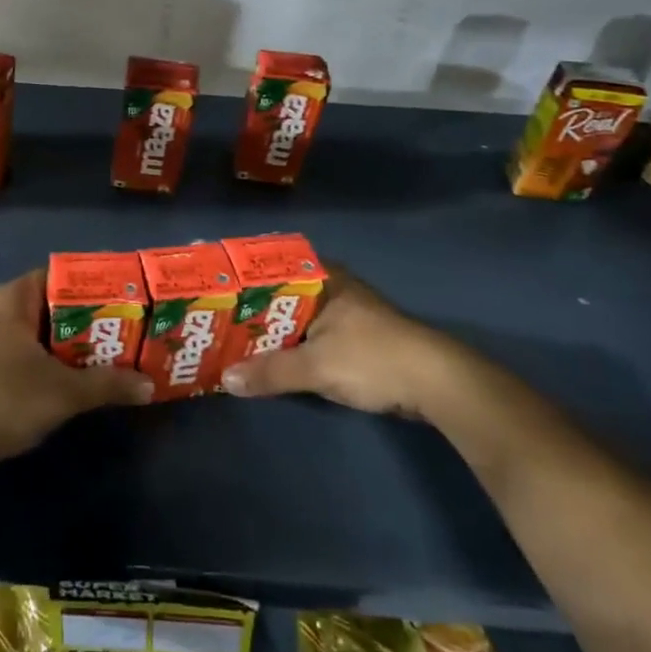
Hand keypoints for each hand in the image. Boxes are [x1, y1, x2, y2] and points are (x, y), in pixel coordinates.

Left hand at [0, 269, 152, 467]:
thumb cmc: (4, 398)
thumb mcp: (63, 392)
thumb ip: (107, 384)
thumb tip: (149, 385)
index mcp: (10, 298)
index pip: (56, 274)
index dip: (90, 283)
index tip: (121, 294)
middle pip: (47, 303)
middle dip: (83, 316)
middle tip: (121, 326)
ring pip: (34, 329)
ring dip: (65, 340)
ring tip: (104, 350)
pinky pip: (21, 348)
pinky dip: (45, 356)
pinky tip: (70, 374)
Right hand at [220, 265, 466, 417]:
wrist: (438, 385)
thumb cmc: (373, 358)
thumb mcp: (316, 366)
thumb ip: (270, 372)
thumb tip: (225, 380)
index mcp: (323, 278)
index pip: (271, 266)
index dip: (241, 277)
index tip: (212, 287)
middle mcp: (331, 288)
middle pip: (279, 294)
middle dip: (249, 308)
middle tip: (212, 318)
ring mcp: (344, 314)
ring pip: (294, 317)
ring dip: (269, 330)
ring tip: (230, 339)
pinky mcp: (354, 340)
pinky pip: (308, 337)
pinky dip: (288, 346)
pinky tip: (268, 359)